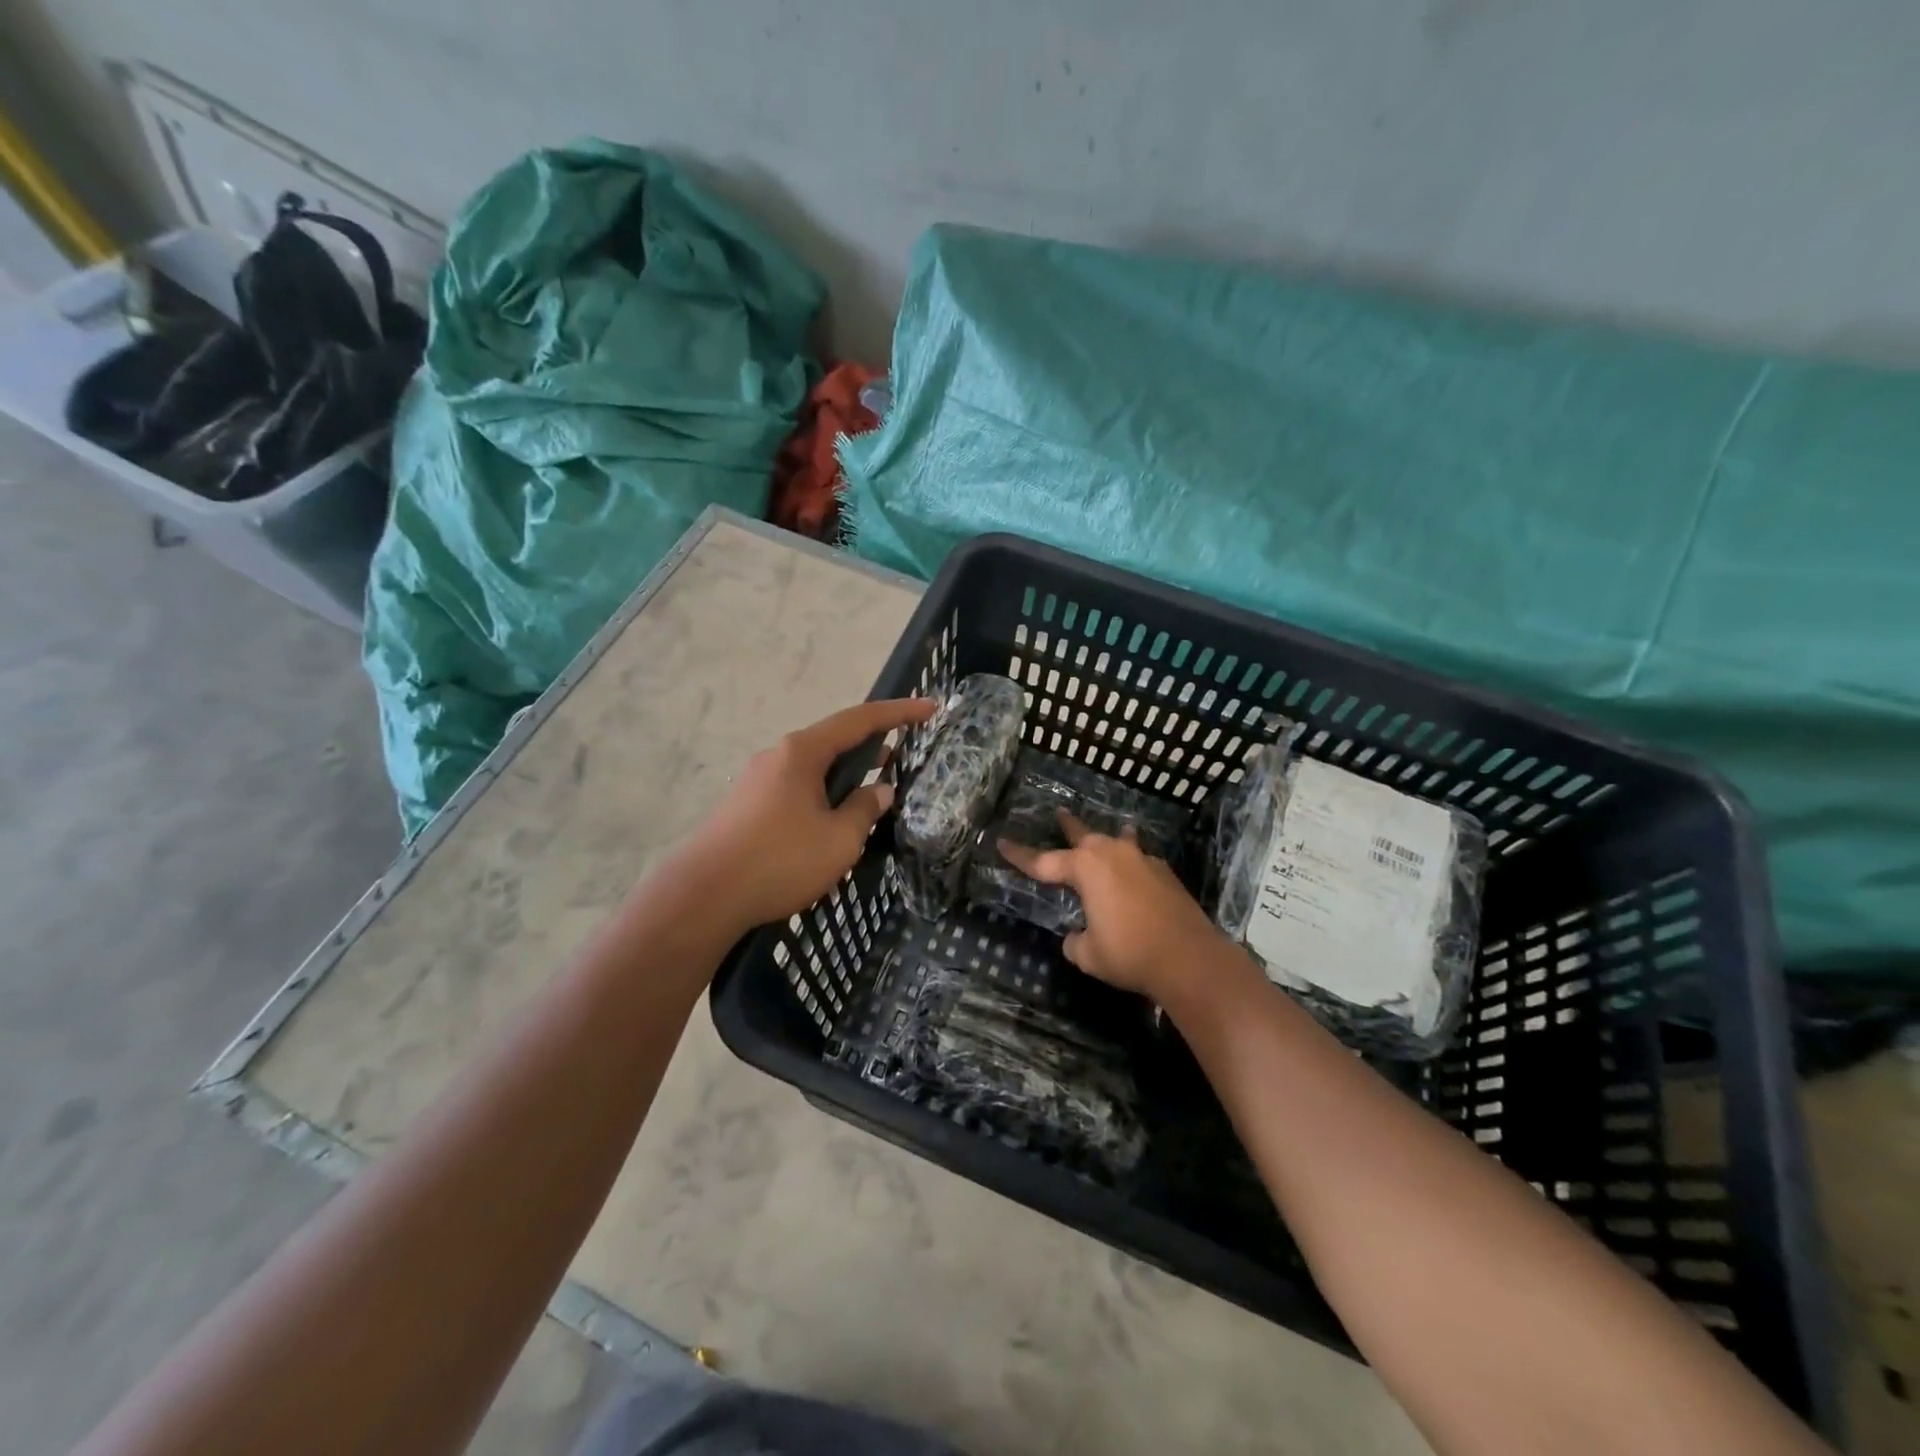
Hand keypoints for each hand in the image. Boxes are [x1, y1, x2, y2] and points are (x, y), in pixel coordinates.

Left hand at [683, 697, 936, 934]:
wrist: (702, 896)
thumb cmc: (779, 860)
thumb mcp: (839, 839)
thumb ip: (865, 810)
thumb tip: (880, 791)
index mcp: (803, 752)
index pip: (860, 720)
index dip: (899, 713)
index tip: (930, 707)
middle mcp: (778, 755)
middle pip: (834, 739)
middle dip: (872, 744)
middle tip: (905, 753)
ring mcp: (758, 779)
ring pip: (815, 766)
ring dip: (847, 772)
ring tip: (876, 787)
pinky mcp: (747, 805)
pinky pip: (798, 786)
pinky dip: (825, 791)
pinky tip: (834, 817)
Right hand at [998, 813, 1226, 997]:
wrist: (1190, 958)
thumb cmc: (1129, 953)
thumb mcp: (1087, 954)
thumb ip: (1075, 940)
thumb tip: (1078, 936)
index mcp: (1085, 867)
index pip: (1043, 862)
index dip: (1020, 855)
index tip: (1001, 843)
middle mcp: (1112, 854)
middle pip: (1082, 835)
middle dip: (1068, 827)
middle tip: (1058, 814)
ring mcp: (1143, 860)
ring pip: (1118, 840)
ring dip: (1109, 839)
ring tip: (1111, 833)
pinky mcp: (1166, 873)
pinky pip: (1140, 860)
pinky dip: (1133, 864)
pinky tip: (1137, 874)